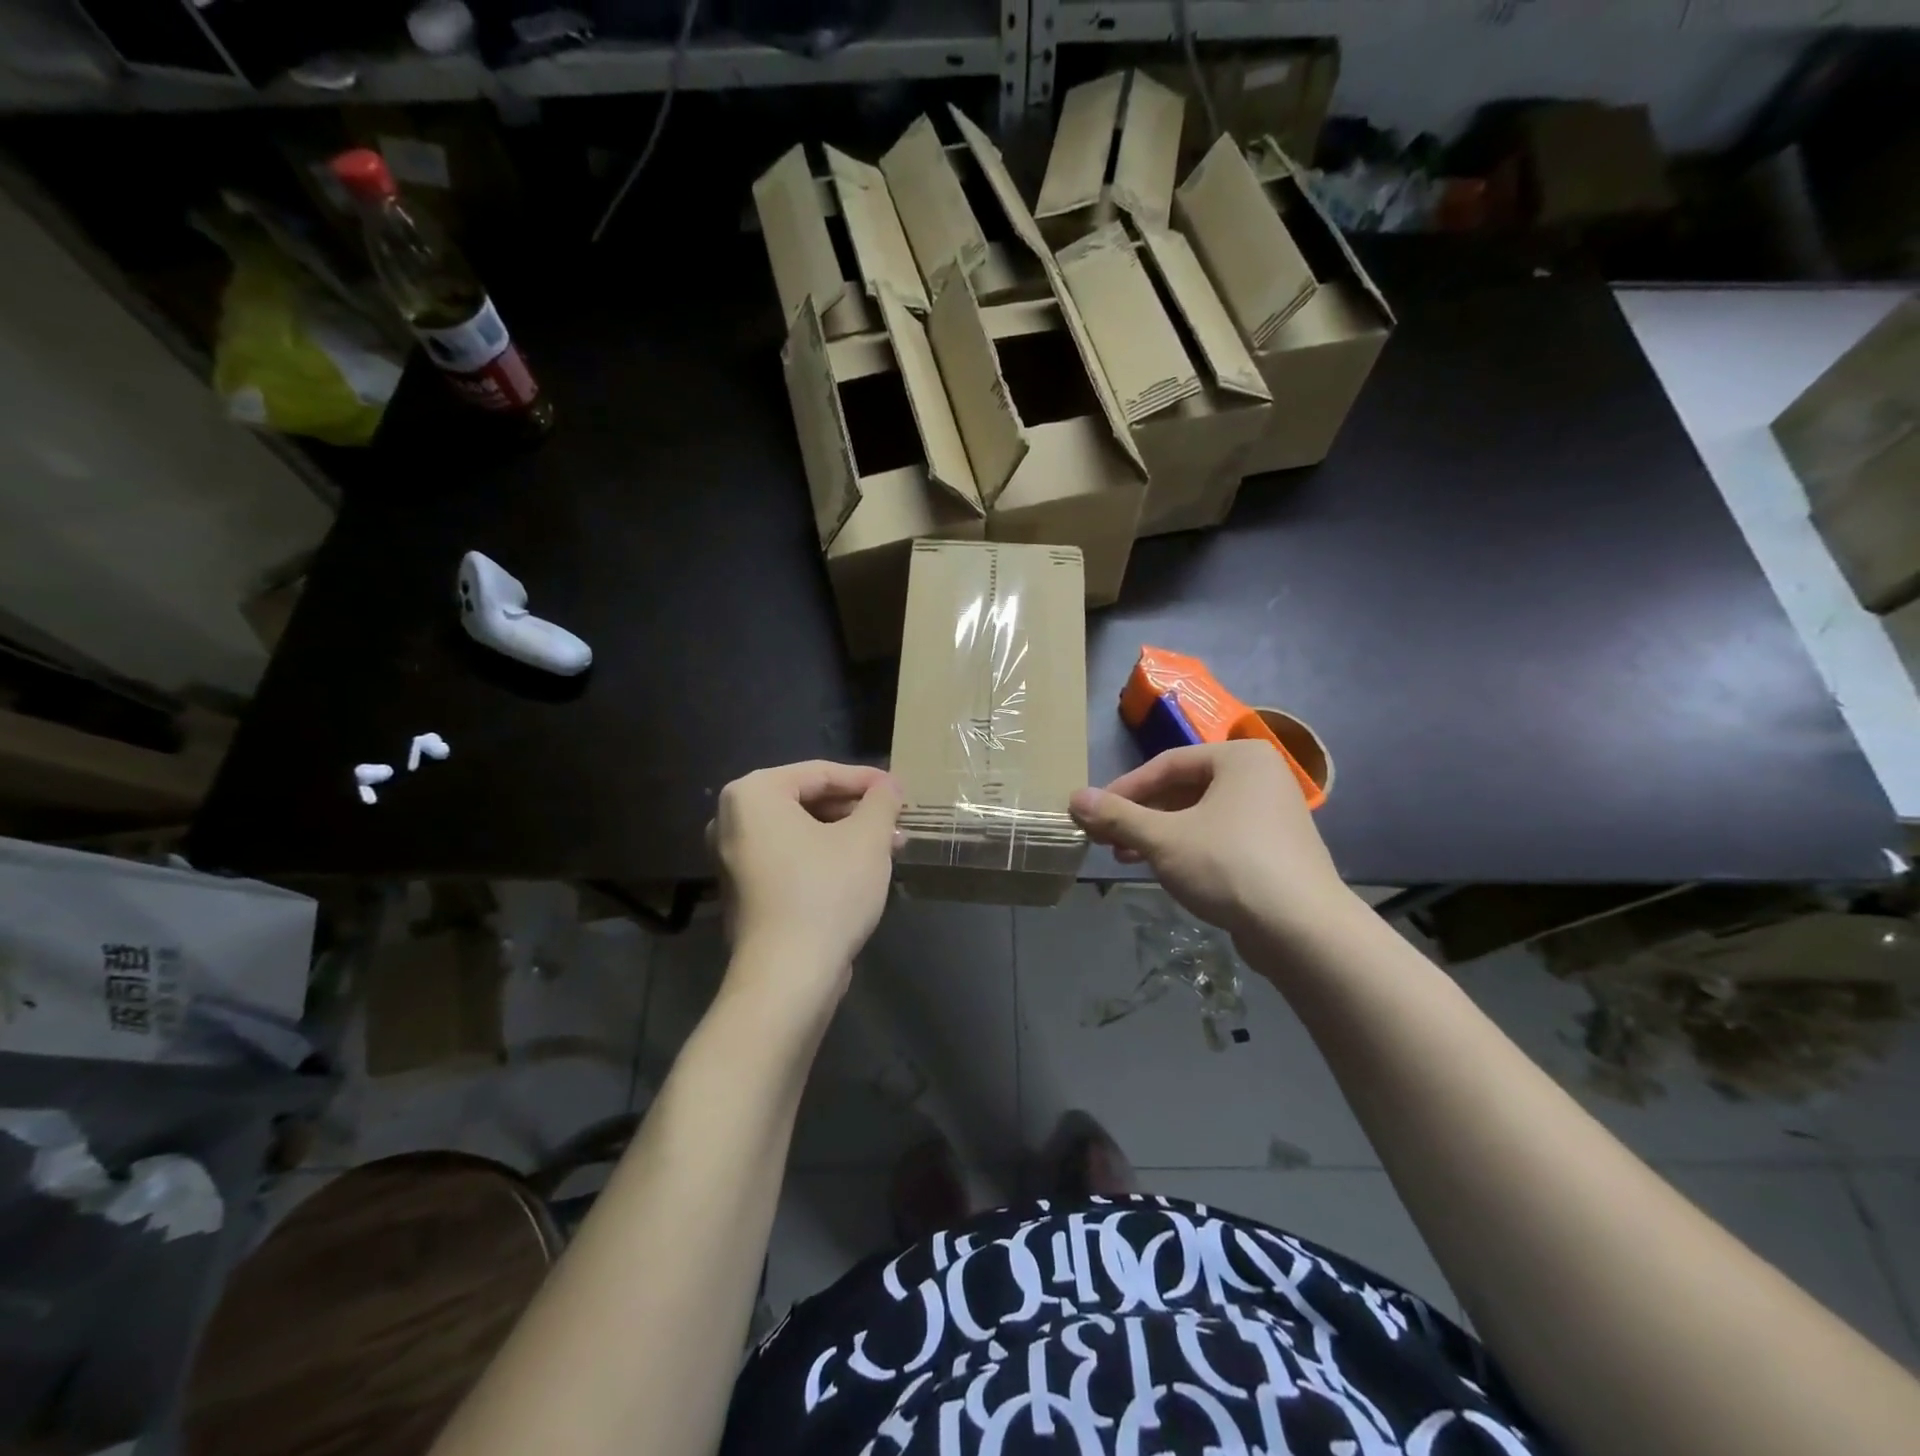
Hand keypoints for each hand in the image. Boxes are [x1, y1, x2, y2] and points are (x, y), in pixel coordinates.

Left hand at [708, 761, 899, 1007]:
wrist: (788, 976)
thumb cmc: (827, 891)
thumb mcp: (867, 838)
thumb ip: (881, 801)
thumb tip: (889, 784)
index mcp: (753, 794)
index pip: (820, 773)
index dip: (866, 780)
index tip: (900, 790)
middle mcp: (732, 820)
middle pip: (808, 801)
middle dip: (857, 810)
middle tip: (897, 820)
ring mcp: (734, 858)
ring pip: (802, 832)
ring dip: (847, 835)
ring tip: (891, 845)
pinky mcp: (745, 891)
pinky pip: (791, 858)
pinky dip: (825, 857)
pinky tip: (864, 869)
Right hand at [1069, 742, 1349, 947]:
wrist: (1303, 931)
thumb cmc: (1229, 866)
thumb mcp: (1163, 839)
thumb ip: (1117, 816)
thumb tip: (1074, 798)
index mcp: (1239, 758)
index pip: (1166, 764)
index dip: (1124, 789)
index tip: (1092, 813)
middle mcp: (1260, 778)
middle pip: (1183, 789)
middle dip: (1140, 815)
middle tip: (1105, 837)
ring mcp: (1271, 814)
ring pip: (1199, 816)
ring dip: (1157, 834)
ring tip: (1124, 855)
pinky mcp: (1275, 850)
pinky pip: (1219, 837)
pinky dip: (1186, 848)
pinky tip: (1163, 870)